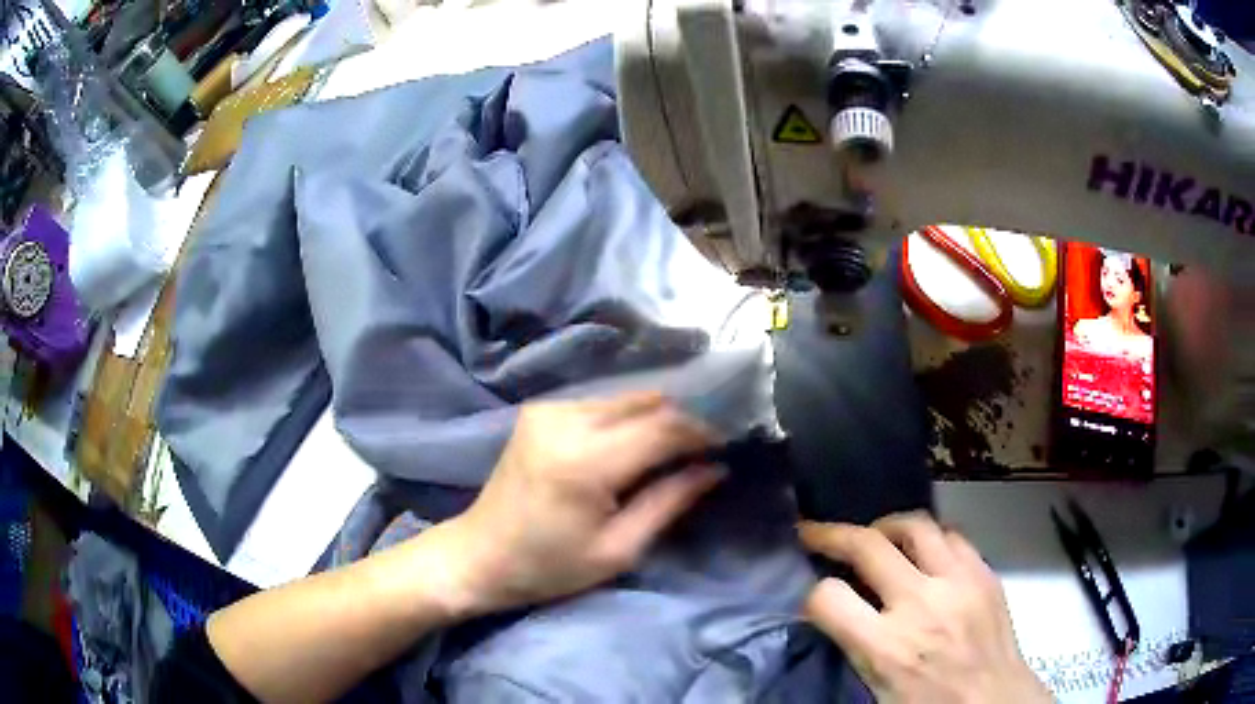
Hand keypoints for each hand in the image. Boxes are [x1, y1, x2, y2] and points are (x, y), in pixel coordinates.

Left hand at [441, 392, 722, 614]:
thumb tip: (716, 468)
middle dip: (684, 420)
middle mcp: (566, 420)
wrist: (480, 555)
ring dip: (657, 418)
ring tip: (675, 450)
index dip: (703, 432)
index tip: (728, 445)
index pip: (664, 427)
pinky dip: (629, 419)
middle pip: (647, 401)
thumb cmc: (549, 566)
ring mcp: (550, 409)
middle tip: (707, 448)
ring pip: (627, 397)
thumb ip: (670, 500)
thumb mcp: (619, 549)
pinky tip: (636, 446)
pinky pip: (602, 403)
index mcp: (585, 461)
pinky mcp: (541, 410)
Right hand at [799, 513, 1050, 703]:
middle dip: (830, 534)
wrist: (995, 702)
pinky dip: (929, 538)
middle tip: (814, 532)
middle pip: (866, 545)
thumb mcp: (878, 689)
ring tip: (875, 536)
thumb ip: (856, 647)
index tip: (812, 597)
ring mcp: (958, 582)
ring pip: (914, 525)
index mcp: (887, 648)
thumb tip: (837, 612)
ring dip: (885, 526)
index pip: (827, 598)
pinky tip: (924, 552)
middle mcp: (921, 605)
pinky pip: (952, 536)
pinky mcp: (984, 573)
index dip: (811, 595)